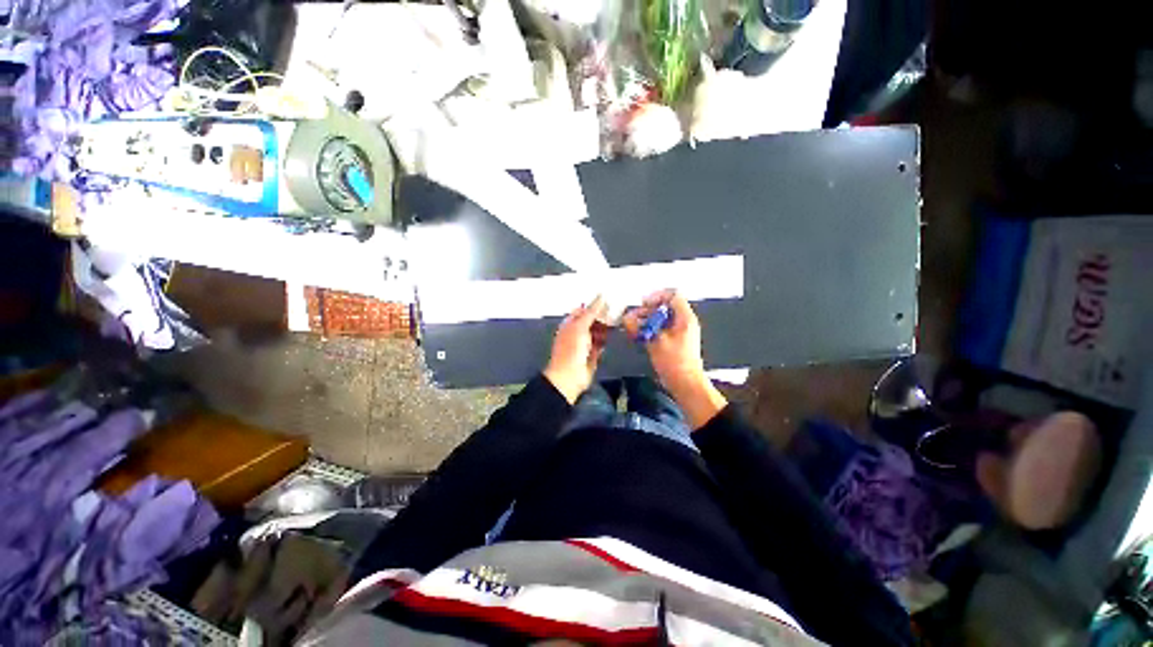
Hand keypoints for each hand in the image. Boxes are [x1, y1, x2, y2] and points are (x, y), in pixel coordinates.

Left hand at [544, 296, 609, 403]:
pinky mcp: (592, 355)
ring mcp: (584, 344)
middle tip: (617, 312)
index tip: (609, 301)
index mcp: (570, 324)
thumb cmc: (571, 349)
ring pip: (597, 332)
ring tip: (617, 323)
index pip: (583, 310)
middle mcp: (577, 332)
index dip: (595, 306)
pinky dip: (605, 341)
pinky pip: (600, 344)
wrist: (570, 376)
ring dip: (606, 329)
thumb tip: (601, 296)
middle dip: (603, 317)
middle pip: (592, 321)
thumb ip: (592, 311)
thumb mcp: (581, 326)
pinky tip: (613, 336)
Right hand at [623, 290, 726, 428]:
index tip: (643, 304)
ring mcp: (679, 331)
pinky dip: (650, 329)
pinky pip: (661, 328)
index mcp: (685, 318)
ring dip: (646, 320)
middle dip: (646, 310)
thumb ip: (640, 327)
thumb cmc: (675, 363)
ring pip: (661, 318)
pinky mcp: (674, 341)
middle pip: (664, 306)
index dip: (657, 296)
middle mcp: (684, 321)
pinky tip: (639, 335)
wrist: (686, 384)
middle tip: (633, 318)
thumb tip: (626, 318)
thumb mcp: (655, 342)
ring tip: (633, 327)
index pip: (673, 295)